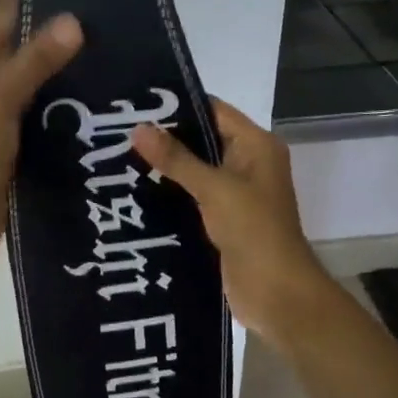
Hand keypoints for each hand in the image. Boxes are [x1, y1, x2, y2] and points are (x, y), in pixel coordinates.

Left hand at [0, 0, 81, 266]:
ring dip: (45, 71)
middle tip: (89, 22)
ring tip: (92, 51)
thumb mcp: (0, 101)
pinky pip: (18, 105)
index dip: (29, 11)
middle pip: (2, 53)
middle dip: (41, 41)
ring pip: (13, 81)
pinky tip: (77, 90)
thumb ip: (34, 60)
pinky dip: (41, 98)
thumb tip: (72, 21)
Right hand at [130, 98, 333, 343]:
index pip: (214, 111)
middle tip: (120, 132)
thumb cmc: (254, 231)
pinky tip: (137, 191)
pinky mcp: (224, 218)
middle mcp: (249, 162)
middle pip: (203, 139)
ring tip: (120, 158)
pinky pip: (194, 196)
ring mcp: (237, 192)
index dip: (178, 106)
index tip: (137, 104)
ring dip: (166, 167)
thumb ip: (176, 159)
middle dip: (166, 138)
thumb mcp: (214, 189)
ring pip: (196, 170)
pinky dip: (171, 193)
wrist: (277, 293)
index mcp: (257, 145)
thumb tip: (138, 128)